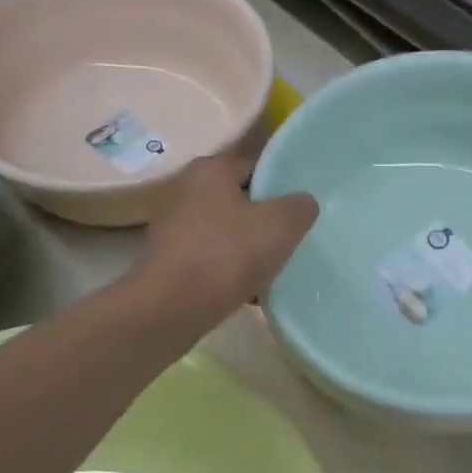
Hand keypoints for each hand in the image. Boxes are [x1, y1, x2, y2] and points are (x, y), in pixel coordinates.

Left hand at [138, 151, 317, 316]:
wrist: (173, 307)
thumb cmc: (228, 254)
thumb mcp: (281, 224)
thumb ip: (300, 206)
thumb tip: (301, 203)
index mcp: (210, 168)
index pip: (256, 165)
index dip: (282, 185)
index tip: (300, 210)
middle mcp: (186, 190)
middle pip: (240, 200)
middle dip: (265, 220)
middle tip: (290, 240)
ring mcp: (174, 226)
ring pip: (226, 231)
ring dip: (248, 248)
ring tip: (272, 269)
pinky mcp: (170, 259)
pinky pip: (211, 258)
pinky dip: (229, 270)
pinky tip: (248, 290)